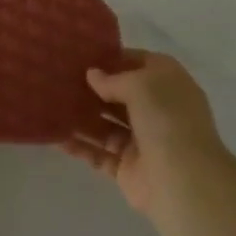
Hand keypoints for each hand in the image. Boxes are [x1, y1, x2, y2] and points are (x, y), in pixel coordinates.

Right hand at [63, 51, 230, 216]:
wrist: (184, 181)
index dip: (113, 58)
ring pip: (105, 124)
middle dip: (92, 88)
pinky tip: (55, 137)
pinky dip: (79, 146)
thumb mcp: (140, 85)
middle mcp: (156, 110)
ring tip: (50, 104)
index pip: (139, 63)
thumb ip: (113, 79)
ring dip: (81, 116)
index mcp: (168, 84)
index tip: (82, 55)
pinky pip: (99, 153)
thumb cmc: (166, 119)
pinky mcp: (128, 168)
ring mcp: (142, 141)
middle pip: (119, 95)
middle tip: (58, 78)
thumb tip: (92, 75)